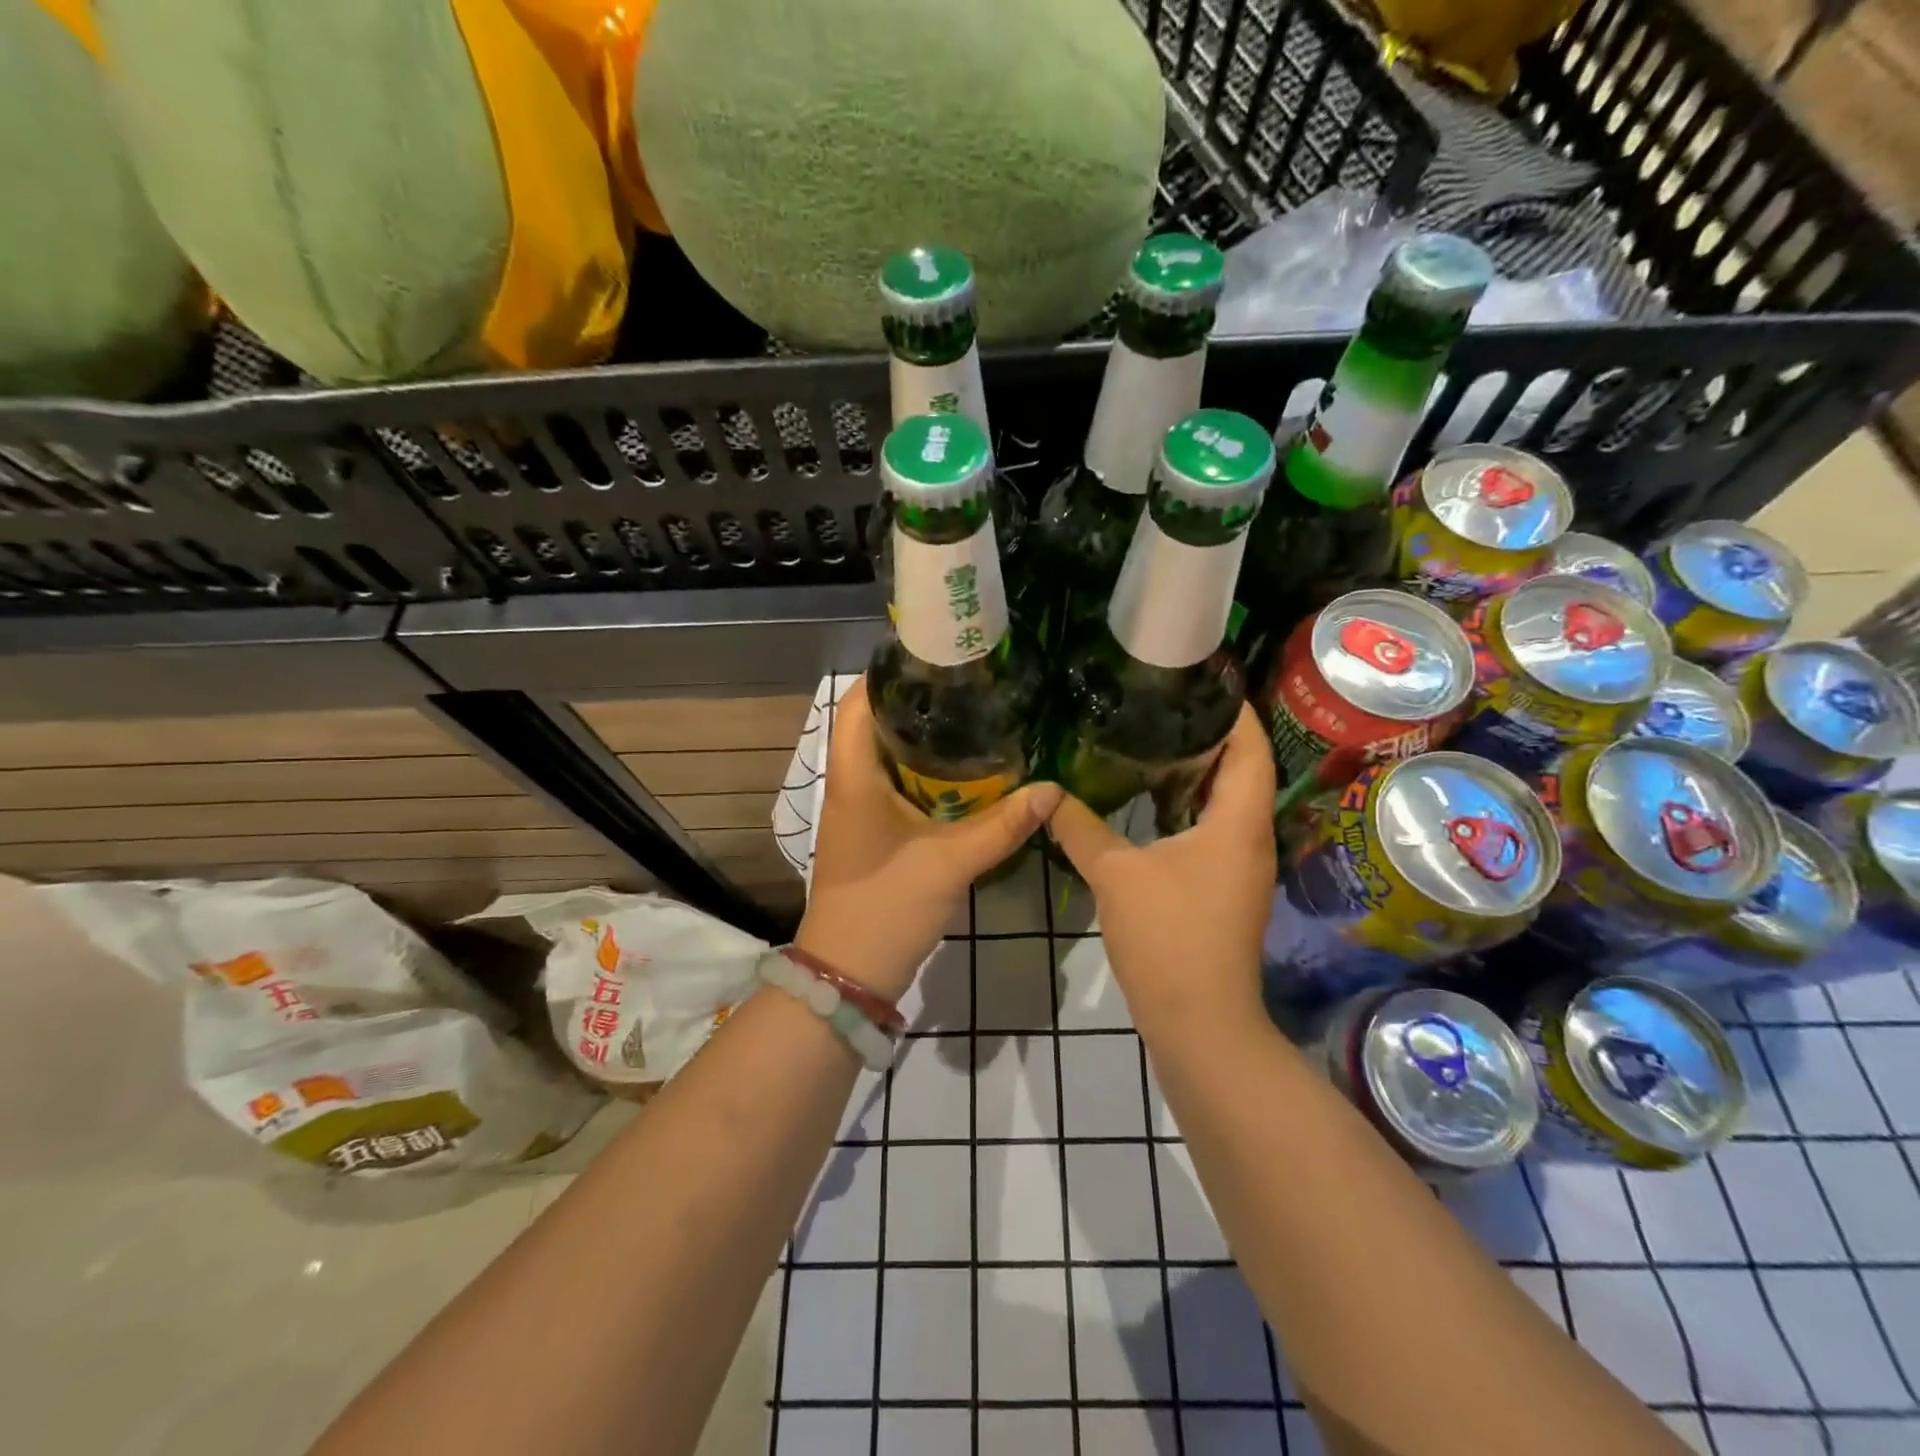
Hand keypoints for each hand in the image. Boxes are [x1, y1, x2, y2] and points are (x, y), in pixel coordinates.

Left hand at [795, 678, 1062, 1001]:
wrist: (848, 973)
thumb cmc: (887, 906)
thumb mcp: (950, 863)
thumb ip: (1002, 826)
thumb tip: (1052, 789)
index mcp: (854, 778)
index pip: (857, 705)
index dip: (887, 675)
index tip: (933, 657)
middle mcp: (850, 786)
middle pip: (875, 726)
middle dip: (917, 704)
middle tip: (969, 686)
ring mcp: (858, 812)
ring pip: (886, 758)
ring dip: (921, 740)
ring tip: (973, 718)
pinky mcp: (872, 834)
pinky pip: (895, 787)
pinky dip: (923, 774)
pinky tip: (963, 776)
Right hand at [1045, 705, 1275, 1029]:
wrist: (1199, 1022)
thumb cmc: (1168, 937)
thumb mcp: (1116, 874)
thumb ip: (1080, 828)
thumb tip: (1047, 793)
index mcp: (1238, 822)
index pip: (1250, 746)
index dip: (1233, 709)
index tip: (1201, 679)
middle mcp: (1250, 837)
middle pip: (1242, 769)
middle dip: (1209, 734)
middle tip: (1163, 703)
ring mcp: (1242, 866)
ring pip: (1227, 802)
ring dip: (1199, 772)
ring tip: (1154, 741)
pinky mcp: (1226, 888)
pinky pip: (1215, 829)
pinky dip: (1190, 806)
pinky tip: (1153, 803)